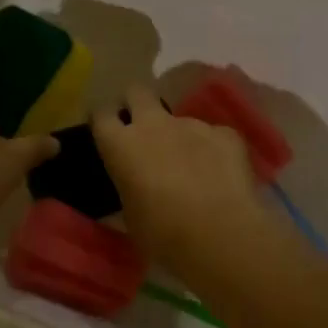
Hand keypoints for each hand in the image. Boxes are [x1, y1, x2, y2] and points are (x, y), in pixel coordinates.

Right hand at [92, 83, 285, 275]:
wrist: (220, 235)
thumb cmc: (162, 235)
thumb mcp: (131, 216)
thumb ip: (128, 189)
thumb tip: (134, 186)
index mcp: (121, 145)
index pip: (101, 114)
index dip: (103, 120)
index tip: (106, 132)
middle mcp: (154, 124)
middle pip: (138, 92)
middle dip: (136, 104)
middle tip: (142, 130)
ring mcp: (193, 125)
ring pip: (180, 119)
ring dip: (180, 136)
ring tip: (191, 168)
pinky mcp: (226, 134)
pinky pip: (214, 135)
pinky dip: (213, 150)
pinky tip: (220, 174)